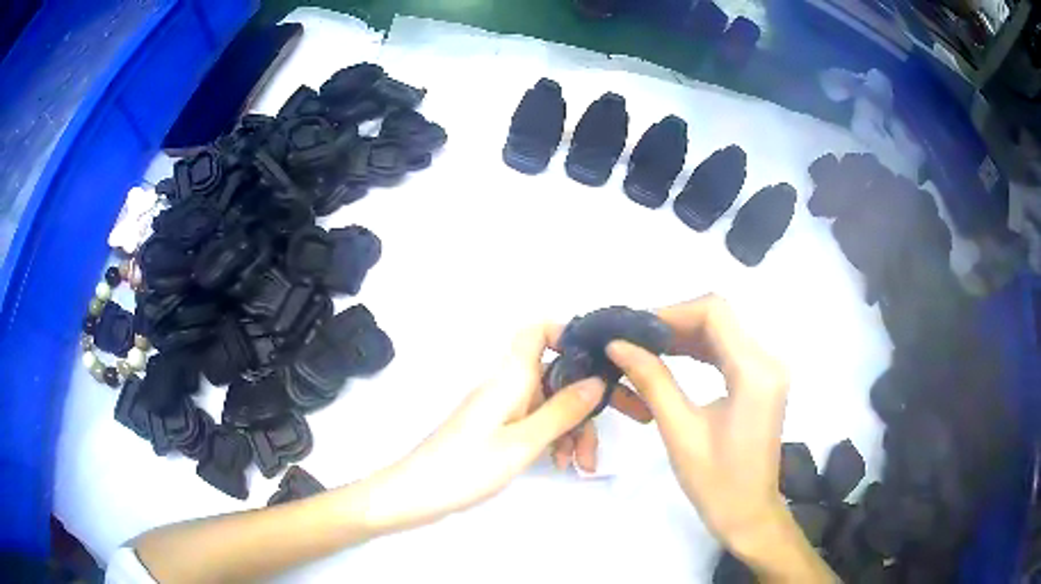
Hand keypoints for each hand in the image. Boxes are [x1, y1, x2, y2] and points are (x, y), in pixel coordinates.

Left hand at [362, 323, 606, 531]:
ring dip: (569, 429)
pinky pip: (531, 422)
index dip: (566, 335)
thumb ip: (562, 411)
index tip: (594, 364)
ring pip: (546, 404)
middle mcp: (505, 386)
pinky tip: (558, 463)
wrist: (417, 493)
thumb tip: (596, 381)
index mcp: (509, 378)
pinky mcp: (494, 428)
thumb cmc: (468, 466)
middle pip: (553, 377)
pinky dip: (549, 438)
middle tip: (592, 448)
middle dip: (580, 407)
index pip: (536, 331)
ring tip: (580, 464)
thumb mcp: (523, 442)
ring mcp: (499, 408)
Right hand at [606, 296, 830, 580]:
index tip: (634, 328)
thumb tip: (619, 346)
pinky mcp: (761, 381)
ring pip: (722, 331)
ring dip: (683, 335)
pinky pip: (728, 350)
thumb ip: (652, 381)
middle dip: (673, 323)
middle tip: (632, 338)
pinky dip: (698, 349)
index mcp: (754, 372)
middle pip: (718, 317)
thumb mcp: (680, 431)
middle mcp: (768, 361)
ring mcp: (767, 370)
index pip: (714, 312)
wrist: (748, 514)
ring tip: (644, 347)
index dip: (671, 312)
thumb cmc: (716, 482)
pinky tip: (671, 358)